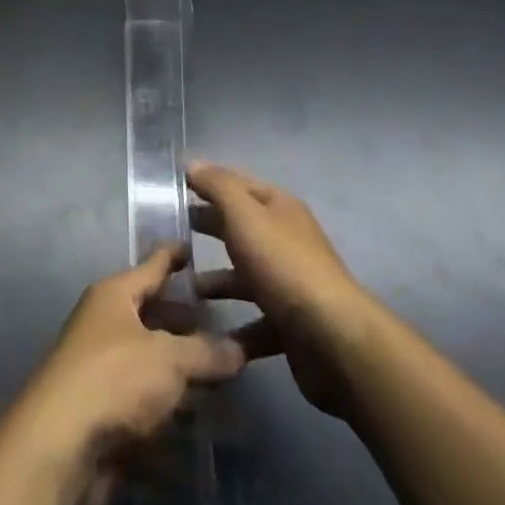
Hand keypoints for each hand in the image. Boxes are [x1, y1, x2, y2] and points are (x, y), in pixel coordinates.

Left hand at [18, 244, 246, 463]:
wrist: (61, 442)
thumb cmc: (114, 379)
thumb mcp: (168, 359)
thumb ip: (206, 353)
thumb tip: (239, 348)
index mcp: (115, 294)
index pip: (151, 266)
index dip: (173, 256)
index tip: (192, 246)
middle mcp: (105, 322)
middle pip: (150, 313)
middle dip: (183, 320)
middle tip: (220, 323)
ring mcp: (101, 366)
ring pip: (148, 357)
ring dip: (178, 366)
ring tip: (217, 372)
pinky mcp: (103, 408)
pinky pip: (142, 396)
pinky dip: (166, 403)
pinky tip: (194, 415)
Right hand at [188, 161, 370, 419]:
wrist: (332, 341)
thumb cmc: (284, 265)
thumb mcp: (245, 215)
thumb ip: (218, 187)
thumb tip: (193, 164)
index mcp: (279, 208)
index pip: (237, 184)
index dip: (208, 181)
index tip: (174, 187)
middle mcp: (285, 240)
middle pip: (240, 227)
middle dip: (209, 226)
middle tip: (172, 232)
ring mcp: (288, 285)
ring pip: (244, 276)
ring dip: (216, 280)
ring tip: (183, 287)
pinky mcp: (289, 326)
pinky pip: (253, 320)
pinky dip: (231, 325)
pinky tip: (206, 331)